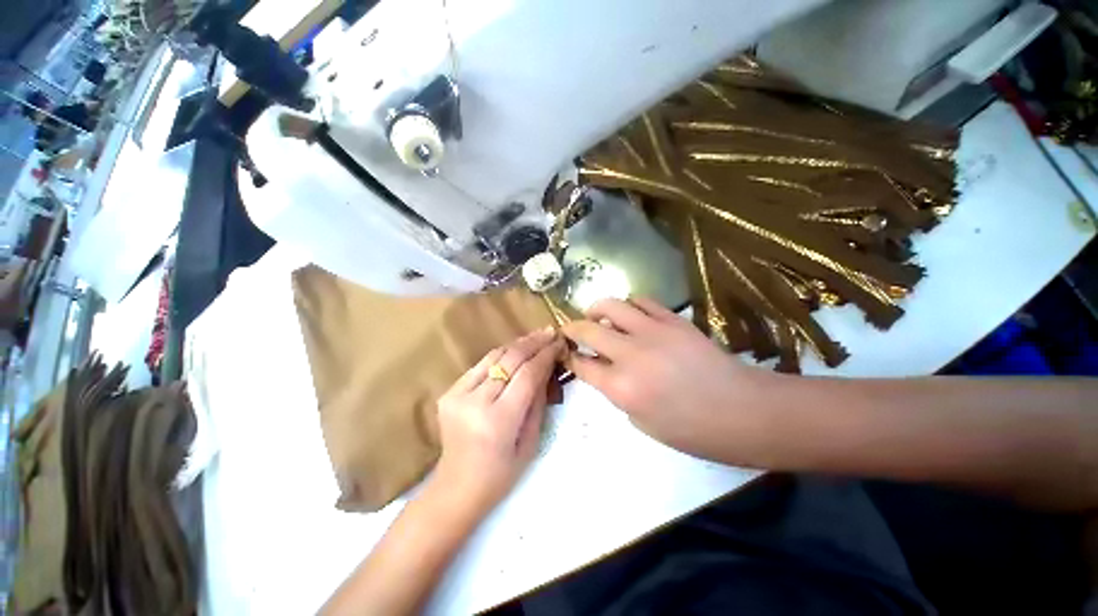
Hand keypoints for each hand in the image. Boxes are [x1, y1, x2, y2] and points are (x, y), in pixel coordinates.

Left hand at [433, 328, 563, 513]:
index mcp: (498, 421)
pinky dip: (500, 355)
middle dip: (533, 343)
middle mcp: (475, 402)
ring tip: (536, 336)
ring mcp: (457, 395)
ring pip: (493, 356)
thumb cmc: (501, 474)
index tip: (559, 343)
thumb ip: (538, 401)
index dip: (545, 355)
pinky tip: (514, 350)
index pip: (527, 375)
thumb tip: (546, 368)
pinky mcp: (449, 392)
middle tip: (550, 332)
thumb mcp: (531, 441)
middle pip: (510, 360)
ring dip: (517, 344)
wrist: (456, 488)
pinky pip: (480, 365)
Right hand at [562, 298, 778, 464]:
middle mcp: (630, 355)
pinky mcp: (673, 320)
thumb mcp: (642, 422)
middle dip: (572, 328)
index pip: (582, 364)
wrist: (743, 411)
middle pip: (588, 329)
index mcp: (621, 388)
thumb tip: (607, 370)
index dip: (569, 357)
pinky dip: (630, 305)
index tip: (565, 352)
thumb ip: (618, 393)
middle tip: (571, 330)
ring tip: (597, 315)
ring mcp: (653, 332)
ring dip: (597, 309)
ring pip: (612, 305)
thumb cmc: (692, 430)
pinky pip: (642, 301)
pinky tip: (631, 314)